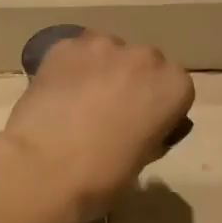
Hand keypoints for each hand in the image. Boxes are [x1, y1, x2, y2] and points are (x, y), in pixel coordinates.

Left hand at [0, 32, 192, 222]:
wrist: (46, 169)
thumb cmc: (104, 176)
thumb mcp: (144, 158)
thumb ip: (151, 131)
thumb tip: (139, 125)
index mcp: (174, 87)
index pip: (175, 89)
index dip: (157, 107)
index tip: (141, 126)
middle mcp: (146, 57)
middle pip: (143, 65)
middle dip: (130, 83)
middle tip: (108, 114)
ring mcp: (104, 46)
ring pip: (108, 53)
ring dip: (100, 71)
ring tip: (78, 103)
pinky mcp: (66, 46)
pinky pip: (75, 54)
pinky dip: (70, 69)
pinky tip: (57, 95)